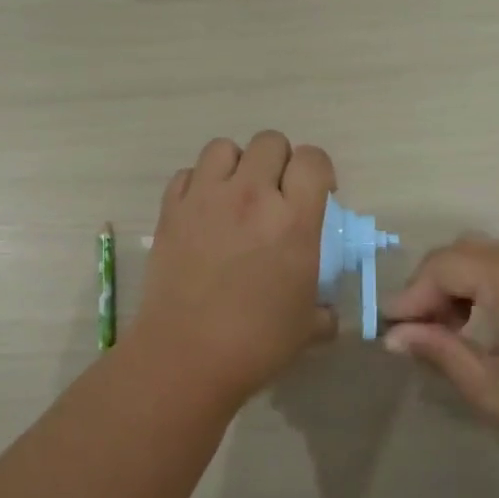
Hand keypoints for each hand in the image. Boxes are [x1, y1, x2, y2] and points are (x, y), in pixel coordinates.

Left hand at [131, 131, 337, 406]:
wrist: (187, 355)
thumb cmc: (256, 343)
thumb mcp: (308, 327)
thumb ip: (325, 311)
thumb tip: (328, 313)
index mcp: (293, 219)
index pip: (313, 159)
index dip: (319, 170)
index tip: (317, 193)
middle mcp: (250, 196)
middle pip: (269, 142)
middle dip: (279, 162)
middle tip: (275, 194)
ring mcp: (205, 198)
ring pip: (223, 147)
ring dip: (235, 164)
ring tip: (235, 194)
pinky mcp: (170, 210)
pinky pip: (186, 173)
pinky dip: (197, 184)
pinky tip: (202, 211)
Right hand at [380, 238, 498, 453]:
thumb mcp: (494, 390)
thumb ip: (440, 354)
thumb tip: (395, 337)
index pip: (440, 267)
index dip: (409, 297)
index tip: (390, 332)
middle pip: (456, 254)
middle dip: (428, 289)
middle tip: (420, 334)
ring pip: (478, 257)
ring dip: (453, 287)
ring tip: (450, 334)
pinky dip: (478, 287)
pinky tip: (481, 327)